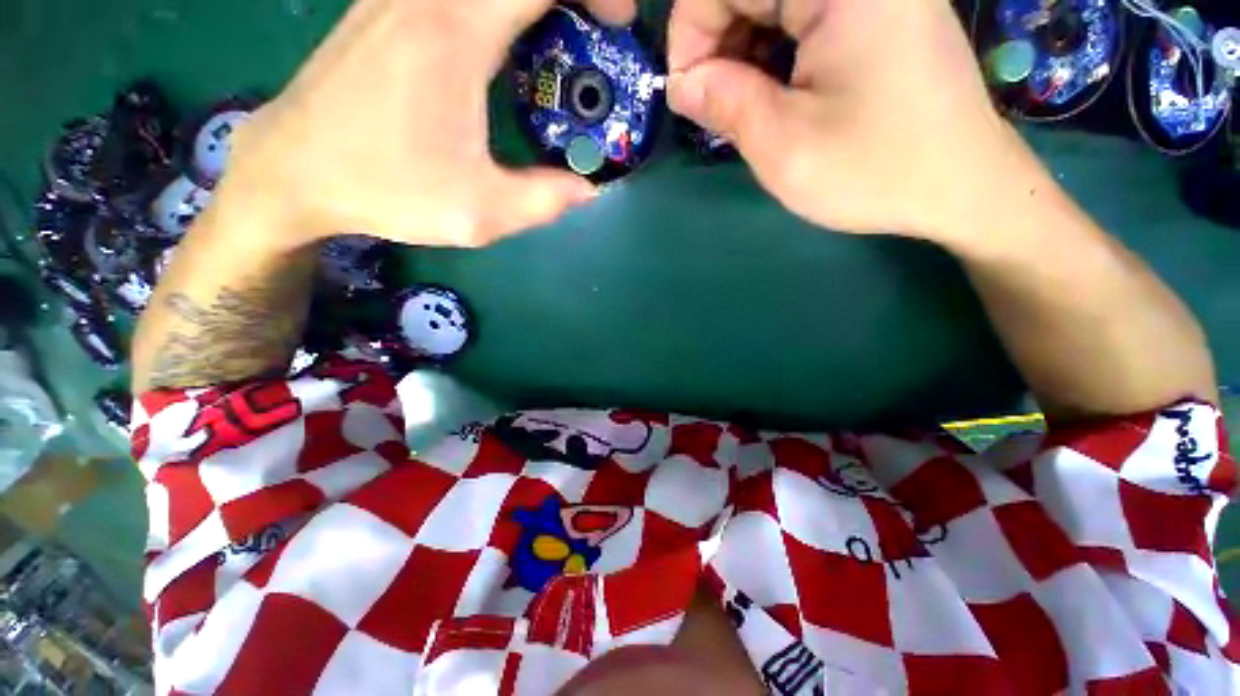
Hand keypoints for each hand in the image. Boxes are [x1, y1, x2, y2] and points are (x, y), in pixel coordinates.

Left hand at [221, 0, 635, 249]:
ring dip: (532, 1)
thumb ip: (544, 201)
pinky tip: (507, 42)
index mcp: (455, 32)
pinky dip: (498, 5)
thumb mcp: (479, 213)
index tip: (616, 24)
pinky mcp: (388, 5)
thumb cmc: (387, 190)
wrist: (294, 170)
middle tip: (594, 28)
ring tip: (558, 37)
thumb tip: (588, 188)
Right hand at [667, 0, 1019, 239]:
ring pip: (773, 4)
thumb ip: (725, 104)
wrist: (960, 185)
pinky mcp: (878, 10)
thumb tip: (682, 84)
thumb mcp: (785, 147)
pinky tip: (776, 93)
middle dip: (717, 44)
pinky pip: (801, 15)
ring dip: (744, 51)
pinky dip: (774, 51)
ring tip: (746, 107)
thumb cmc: (875, 170)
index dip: (691, 32)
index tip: (687, 94)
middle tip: (716, 107)